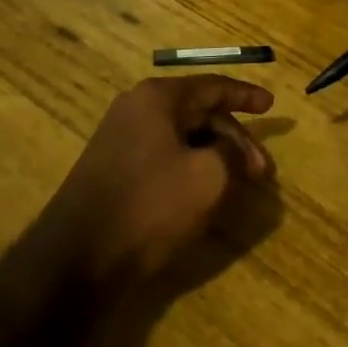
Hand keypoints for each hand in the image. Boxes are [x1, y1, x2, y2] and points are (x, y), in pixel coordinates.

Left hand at [42, 76, 274, 291]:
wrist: (75, 259)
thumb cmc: (149, 206)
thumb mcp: (208, 177)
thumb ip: (230, 154)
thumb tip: (232, 152)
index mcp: (158, 97)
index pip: (213, 87)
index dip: (246, 96)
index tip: (271, 106)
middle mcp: (136, 108)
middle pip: (199, 113)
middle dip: (234, 139)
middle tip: (261, 171)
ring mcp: (120, 138)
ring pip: (181, 137)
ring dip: (213, 156)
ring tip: (237, 185)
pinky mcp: (112, 168)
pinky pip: (163, 155)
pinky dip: (189, 167)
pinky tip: (203, 193)